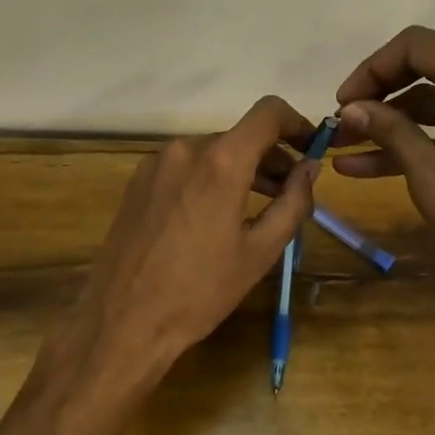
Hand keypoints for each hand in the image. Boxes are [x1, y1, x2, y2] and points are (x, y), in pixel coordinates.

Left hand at [52, 97, 320, 396]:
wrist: (123, 321)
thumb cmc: (200, 291)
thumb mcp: (259, 252)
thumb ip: (293, 203)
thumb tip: (310, 169)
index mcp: (221, 162)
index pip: (268, 113)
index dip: (296, 123)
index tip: (311, 148)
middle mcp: (186, 149)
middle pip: (239, 136)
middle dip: (270, 157)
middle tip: (289, 191)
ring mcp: (156, 163)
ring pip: (211, 152)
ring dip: (240, 169)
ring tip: (256, 206)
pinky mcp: (137, 181)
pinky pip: (185, 167)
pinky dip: (208, 178)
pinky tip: (212, 216)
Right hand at [334, 26, 434, 299]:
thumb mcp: (427, 171)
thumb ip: (389, 129)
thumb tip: (350, 108)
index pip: (415, 46)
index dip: (372, 69)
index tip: (343, 102)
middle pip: (423, 68)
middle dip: (377, 96)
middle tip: (341, 124)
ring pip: (432, 101)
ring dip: (389, 123)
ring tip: (342, 148)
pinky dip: (414, 139)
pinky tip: (365, 166)